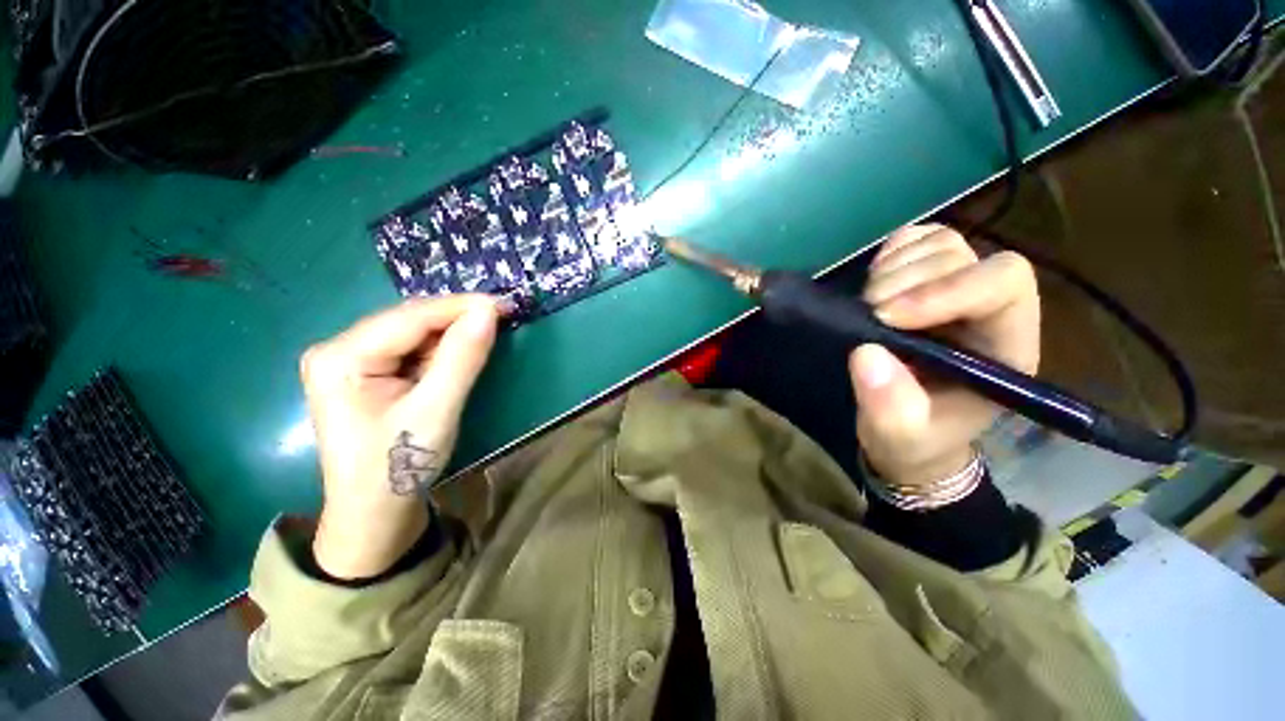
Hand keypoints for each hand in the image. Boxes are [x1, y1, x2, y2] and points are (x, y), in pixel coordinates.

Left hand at [300, 295, 501, 578]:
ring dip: (452, 335)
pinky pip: (412, 351)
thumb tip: (488, 311)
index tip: (504, 304)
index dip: (460, 307)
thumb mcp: (436, 410)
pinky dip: (442, 350)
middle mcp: (339, 350)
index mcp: (341, 357)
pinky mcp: (368, 375)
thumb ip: (462, 358)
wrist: (374, 514)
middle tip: (503, 318)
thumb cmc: (398, 466)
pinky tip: (462, 354)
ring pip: (414, 334)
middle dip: (457, 320)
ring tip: (488, 334)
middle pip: (410, 322)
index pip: (410, 318)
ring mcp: (351, 362)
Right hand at [849, 225, 1039, 487]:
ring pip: (938, 242)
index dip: (945, 290)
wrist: (906, 430)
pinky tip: (874, 283)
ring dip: (893, 269)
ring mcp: (955, 287)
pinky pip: (913, 241)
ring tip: (868, 305)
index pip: (1003, 285)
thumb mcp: (900, 436)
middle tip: (868, 316)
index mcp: (1003, 346)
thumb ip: (891, 406)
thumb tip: (866, 353)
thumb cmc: (914, 437)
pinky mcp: (922, 280)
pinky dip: (889, 255)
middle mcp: (988, 308)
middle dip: (905, 282)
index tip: (887, 317)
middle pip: (962, 256)